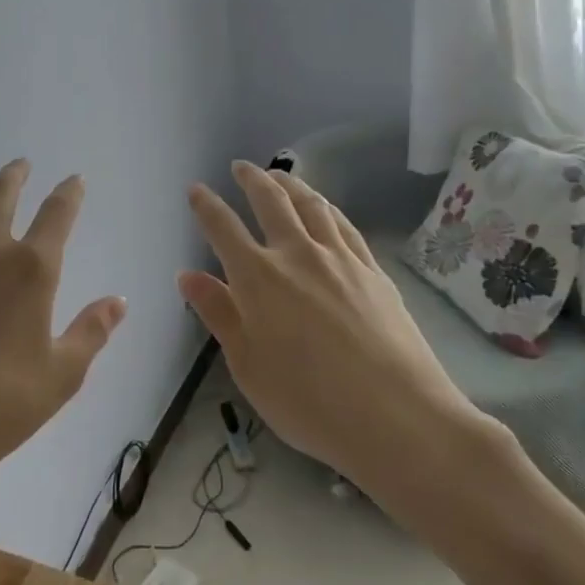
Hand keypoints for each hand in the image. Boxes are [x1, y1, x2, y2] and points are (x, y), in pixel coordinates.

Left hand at [0, 160, 126, 504]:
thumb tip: (119, 301)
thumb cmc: (3, 404)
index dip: (69, 192)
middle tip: (21, 166)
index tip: (74, 180)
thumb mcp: (63, 373)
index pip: (58, 213)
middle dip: (14, 174)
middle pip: (1, 193)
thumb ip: (92, 331)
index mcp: (32, 269)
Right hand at [178, 161, 497, 521]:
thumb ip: (218, 314)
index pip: (223, 228)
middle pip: (271, 202)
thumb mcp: (247, 366)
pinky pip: (344, 225)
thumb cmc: (308, 402)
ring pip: (311, 205)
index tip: (195, 189)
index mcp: (258, 278)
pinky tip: (324, 208)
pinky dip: (327, 207)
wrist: (397, 417)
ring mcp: (340, 258)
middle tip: (240, 167)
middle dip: (251, 179)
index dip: (206, 206)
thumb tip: (187, 275)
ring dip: (291, 184)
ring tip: (280, 175)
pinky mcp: (373, 270)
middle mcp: (297, 254)